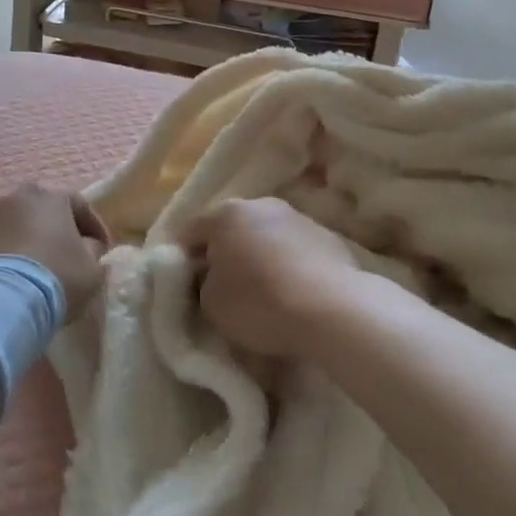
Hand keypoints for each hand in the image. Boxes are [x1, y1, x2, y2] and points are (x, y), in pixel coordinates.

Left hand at [0, 185, 110, 321]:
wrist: (0, 300)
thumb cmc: (56, 277)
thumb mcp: (92, 268)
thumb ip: (93, 251)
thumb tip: (86, 247)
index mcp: (51, 196)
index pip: (80, 205)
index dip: (94, 227)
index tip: (102, 248)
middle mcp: (17, 197)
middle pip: (44, 210)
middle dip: (58, 228)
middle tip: (68, 253)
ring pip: (18, 224)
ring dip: (30, 240)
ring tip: (39, 267)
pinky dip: (10, 254)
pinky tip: (17, 276)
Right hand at [184, 198, 365, 361]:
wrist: (332, 310)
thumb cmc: (259, 303)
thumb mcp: (210, 302)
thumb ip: (203, 283)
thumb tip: (212, 276)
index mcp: (226, 214)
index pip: (190, 232)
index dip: (182, 257)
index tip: (184, 282)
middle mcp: (262, 205)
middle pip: (232, 229)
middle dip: (224, 253)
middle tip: (221, 286)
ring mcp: (299, 218)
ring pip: (266, 237)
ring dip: (259, 257)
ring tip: (262, 292)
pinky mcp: (330, 238)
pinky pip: (295, 251)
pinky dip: (288, 266)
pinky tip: (292, 293)